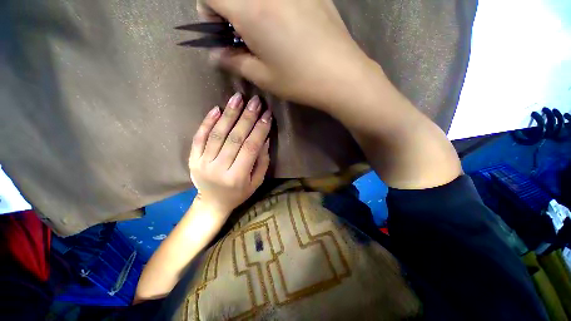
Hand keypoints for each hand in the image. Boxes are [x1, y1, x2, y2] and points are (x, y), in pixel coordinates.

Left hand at [189, 93, 271, 214]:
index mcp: (237, 177)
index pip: (251, 147)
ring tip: (238, 98)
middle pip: (234, 138)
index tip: (268, 114)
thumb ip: (262, 162)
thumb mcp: (256, 182)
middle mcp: (219, 169)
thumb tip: (265, 139)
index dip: (260, 129)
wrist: (212, 203)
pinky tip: (217, 109)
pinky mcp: (192, 159)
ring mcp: (202, 163)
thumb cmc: (238, 194)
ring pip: (217, 134)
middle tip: (256, 101)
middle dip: (247, 117)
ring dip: (229, 114)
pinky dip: (207, 122)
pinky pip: (199, 137)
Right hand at [199, 0, 372, 108]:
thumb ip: (234, 62)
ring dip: (252, 7)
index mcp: (250, 9)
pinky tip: (288, 25)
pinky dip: (274, 5)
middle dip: (230, 8)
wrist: (340, 75)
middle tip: (244, 34)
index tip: (222, 31)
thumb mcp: (263, 77)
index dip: (208, 11)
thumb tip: (216, 56)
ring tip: (267, 32)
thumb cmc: (298, 80)